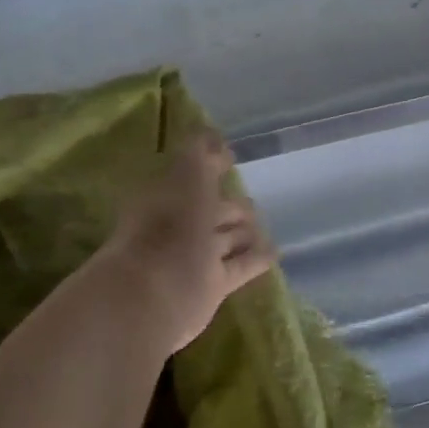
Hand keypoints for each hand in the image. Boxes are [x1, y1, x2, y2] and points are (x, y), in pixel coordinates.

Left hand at [87, 131, 275, 354]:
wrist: (153, 294)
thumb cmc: (169, 227)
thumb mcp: (187, 177)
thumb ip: (200, 154)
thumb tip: (211, 133)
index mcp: (168, 197)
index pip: (195, 175)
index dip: (212, 165)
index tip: (231, 158)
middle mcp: (180, 227)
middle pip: (211, 211)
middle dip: (230, 206)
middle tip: (251, 204)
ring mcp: (195, 258)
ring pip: (225, 240)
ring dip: (243, 234)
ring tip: (262, 229)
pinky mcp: (211, 287)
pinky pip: (240, 267)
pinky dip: (256, 258)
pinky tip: (275, 252)